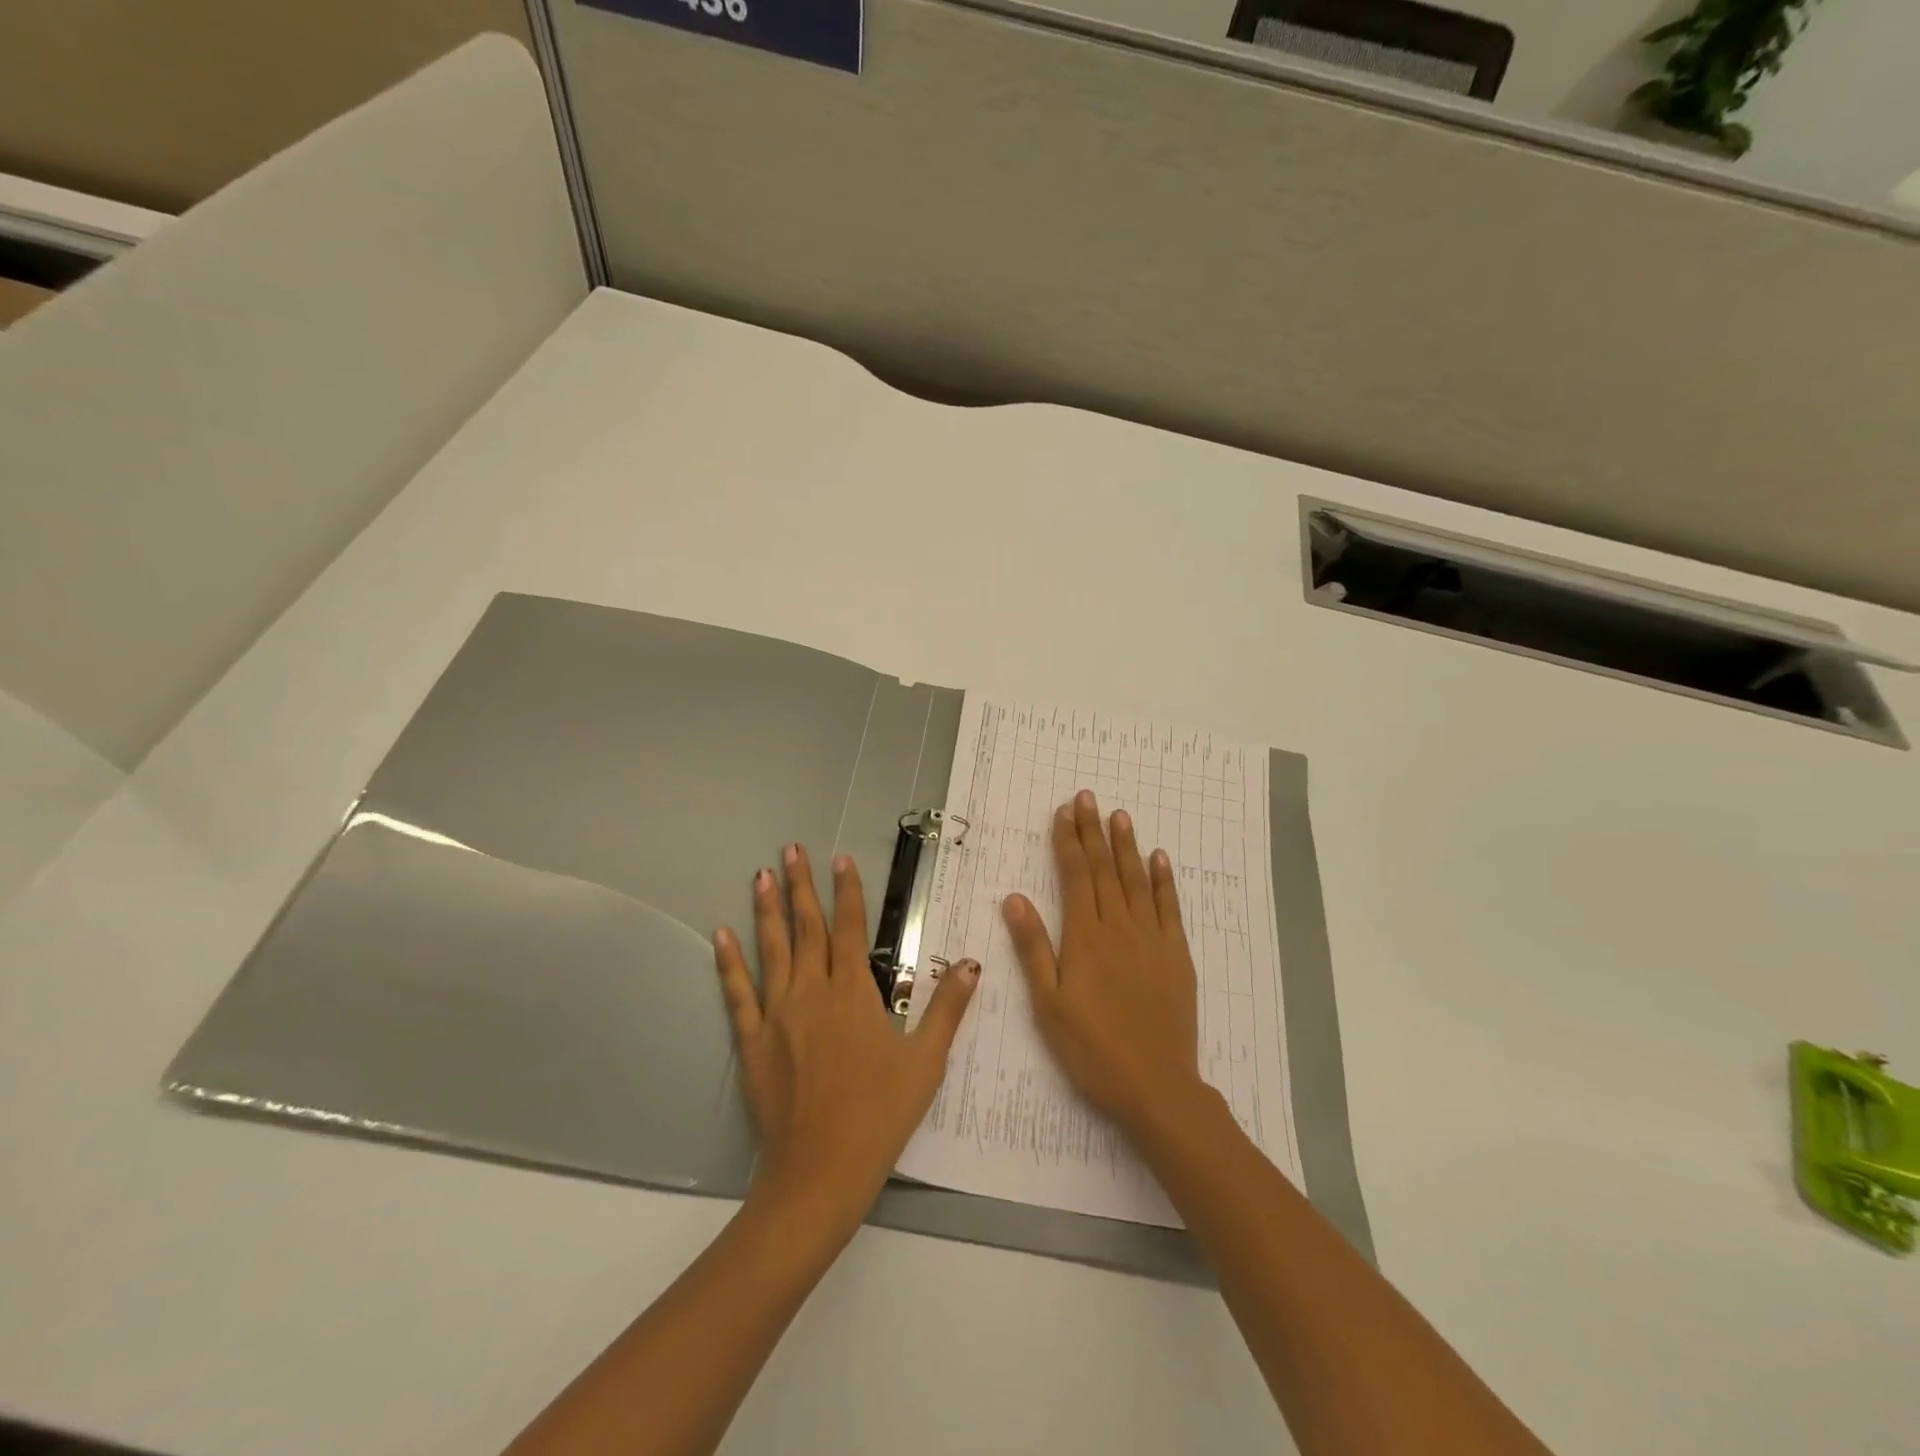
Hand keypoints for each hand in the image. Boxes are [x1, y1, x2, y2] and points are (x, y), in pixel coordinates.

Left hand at [714, 844, 977, 1232]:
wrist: (820, 1171)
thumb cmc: (880, 1115)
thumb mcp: (926, 1062)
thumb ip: (947, 1008)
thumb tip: (972, 963)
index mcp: (854, 993)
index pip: (851, 928)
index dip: (847, 892)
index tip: (841, 859)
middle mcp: (812, 992)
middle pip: (807, 928)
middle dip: (802, 886)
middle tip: (792, 849)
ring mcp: (778, 1014)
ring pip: (772, 950)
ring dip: (767, 910)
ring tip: (762, 875)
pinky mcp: (752, 1040)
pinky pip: (738, 993)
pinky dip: (729, 962)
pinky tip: (720, 935)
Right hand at [1003, 791, 1203, 1136]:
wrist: (1157, 1086)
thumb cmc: (1092, 1049)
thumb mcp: (1048, 1004)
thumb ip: (1033, 948)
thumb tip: (1014, 898)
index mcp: (1085, 938)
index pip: (1075, 877)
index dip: (1068, 842)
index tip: (1063, 812)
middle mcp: (1120, 928)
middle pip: (1105, 869)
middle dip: (1093, 831)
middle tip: (1088, 797)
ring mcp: (1153, 939)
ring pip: (1137, 880)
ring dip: (1127, 845)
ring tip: (1120, 815)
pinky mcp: (1177, 955)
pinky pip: (1170, 907)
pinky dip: (1164, 880)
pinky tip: (1160, 859)